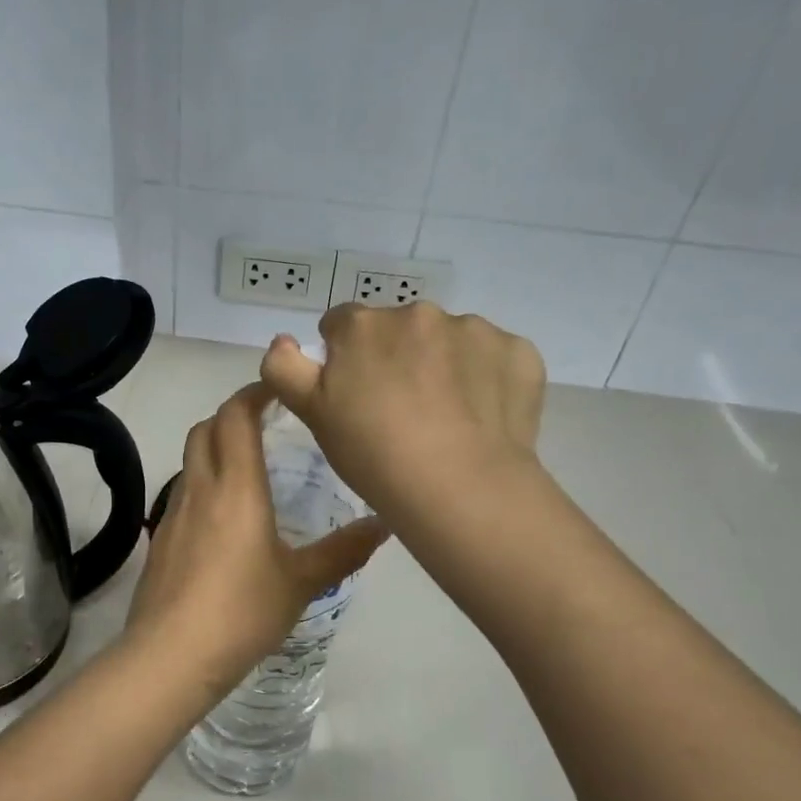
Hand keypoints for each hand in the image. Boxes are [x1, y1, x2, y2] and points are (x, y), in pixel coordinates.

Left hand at [125, 383, 386, 701]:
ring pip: (190, 460)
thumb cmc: (242, 611)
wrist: (170, 656)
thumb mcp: (302, 582)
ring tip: (249, 467)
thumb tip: (384, 524)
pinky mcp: (161, 540)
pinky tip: (225, 518)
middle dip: (231, 414)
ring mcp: (173, 514)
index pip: (235, 416)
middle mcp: (199, 488)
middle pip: (205, 428)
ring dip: (215, 448)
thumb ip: (343, 551)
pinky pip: (182, 493)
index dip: (253, 393)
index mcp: (236, 486)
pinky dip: (203, 484)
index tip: (278, 388)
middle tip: (265, 422)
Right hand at [260, 302, 546, 527]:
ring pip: (450, 340)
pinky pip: (494, 358)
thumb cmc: (374, 455)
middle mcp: (419, 313)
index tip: (354, 393)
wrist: (459, 487)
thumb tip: (282, 340)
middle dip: (396, 356)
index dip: (343, 357)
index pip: (341, 324)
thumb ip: (285, 369)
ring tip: (447, 419)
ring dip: (444, 365)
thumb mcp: (313, 416)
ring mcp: (475, 330)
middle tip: (400, 412)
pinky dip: (486, 379)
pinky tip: (481, 418)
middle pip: (399, 328)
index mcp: (364, 326)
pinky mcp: (517, 352)